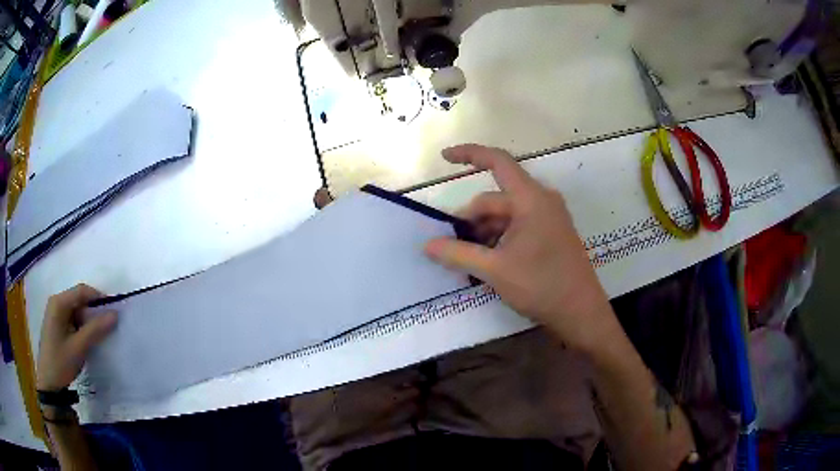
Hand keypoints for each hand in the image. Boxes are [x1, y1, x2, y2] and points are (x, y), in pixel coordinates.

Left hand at [36, 284, 116, 390]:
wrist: (49, 383)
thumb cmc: (60, 362)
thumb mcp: (78, 347)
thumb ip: (95, 330)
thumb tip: (115, 314)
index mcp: (59, 303)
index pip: (81, 291)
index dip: (98, 298)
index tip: (114, 312)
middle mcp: (56, 303)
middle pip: (78, 299)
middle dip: (93, 311)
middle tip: (108, 327)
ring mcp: (55, 314)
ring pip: (76, 310)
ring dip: (88, 321)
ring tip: (99, 336)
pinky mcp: (56, 325)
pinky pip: (72, 319)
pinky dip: (82, 327)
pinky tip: (87, 340)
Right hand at [424, 144, 615, 350]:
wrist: (580, 313)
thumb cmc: (541, 285)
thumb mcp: (494, 270)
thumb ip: (458, 254)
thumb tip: (427, 245)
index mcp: (531, 199)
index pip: (497, 161)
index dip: (469, 154)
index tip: (443, 158)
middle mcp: (541, 200)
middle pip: (496, 199)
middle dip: (471, 219)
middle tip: (451, 247)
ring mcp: (548, 217)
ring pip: (506, 215)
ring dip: (484, 232)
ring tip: (469, 260)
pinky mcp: (551, 233)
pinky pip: (518, 226)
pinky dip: (499, 238)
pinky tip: (488, 262)